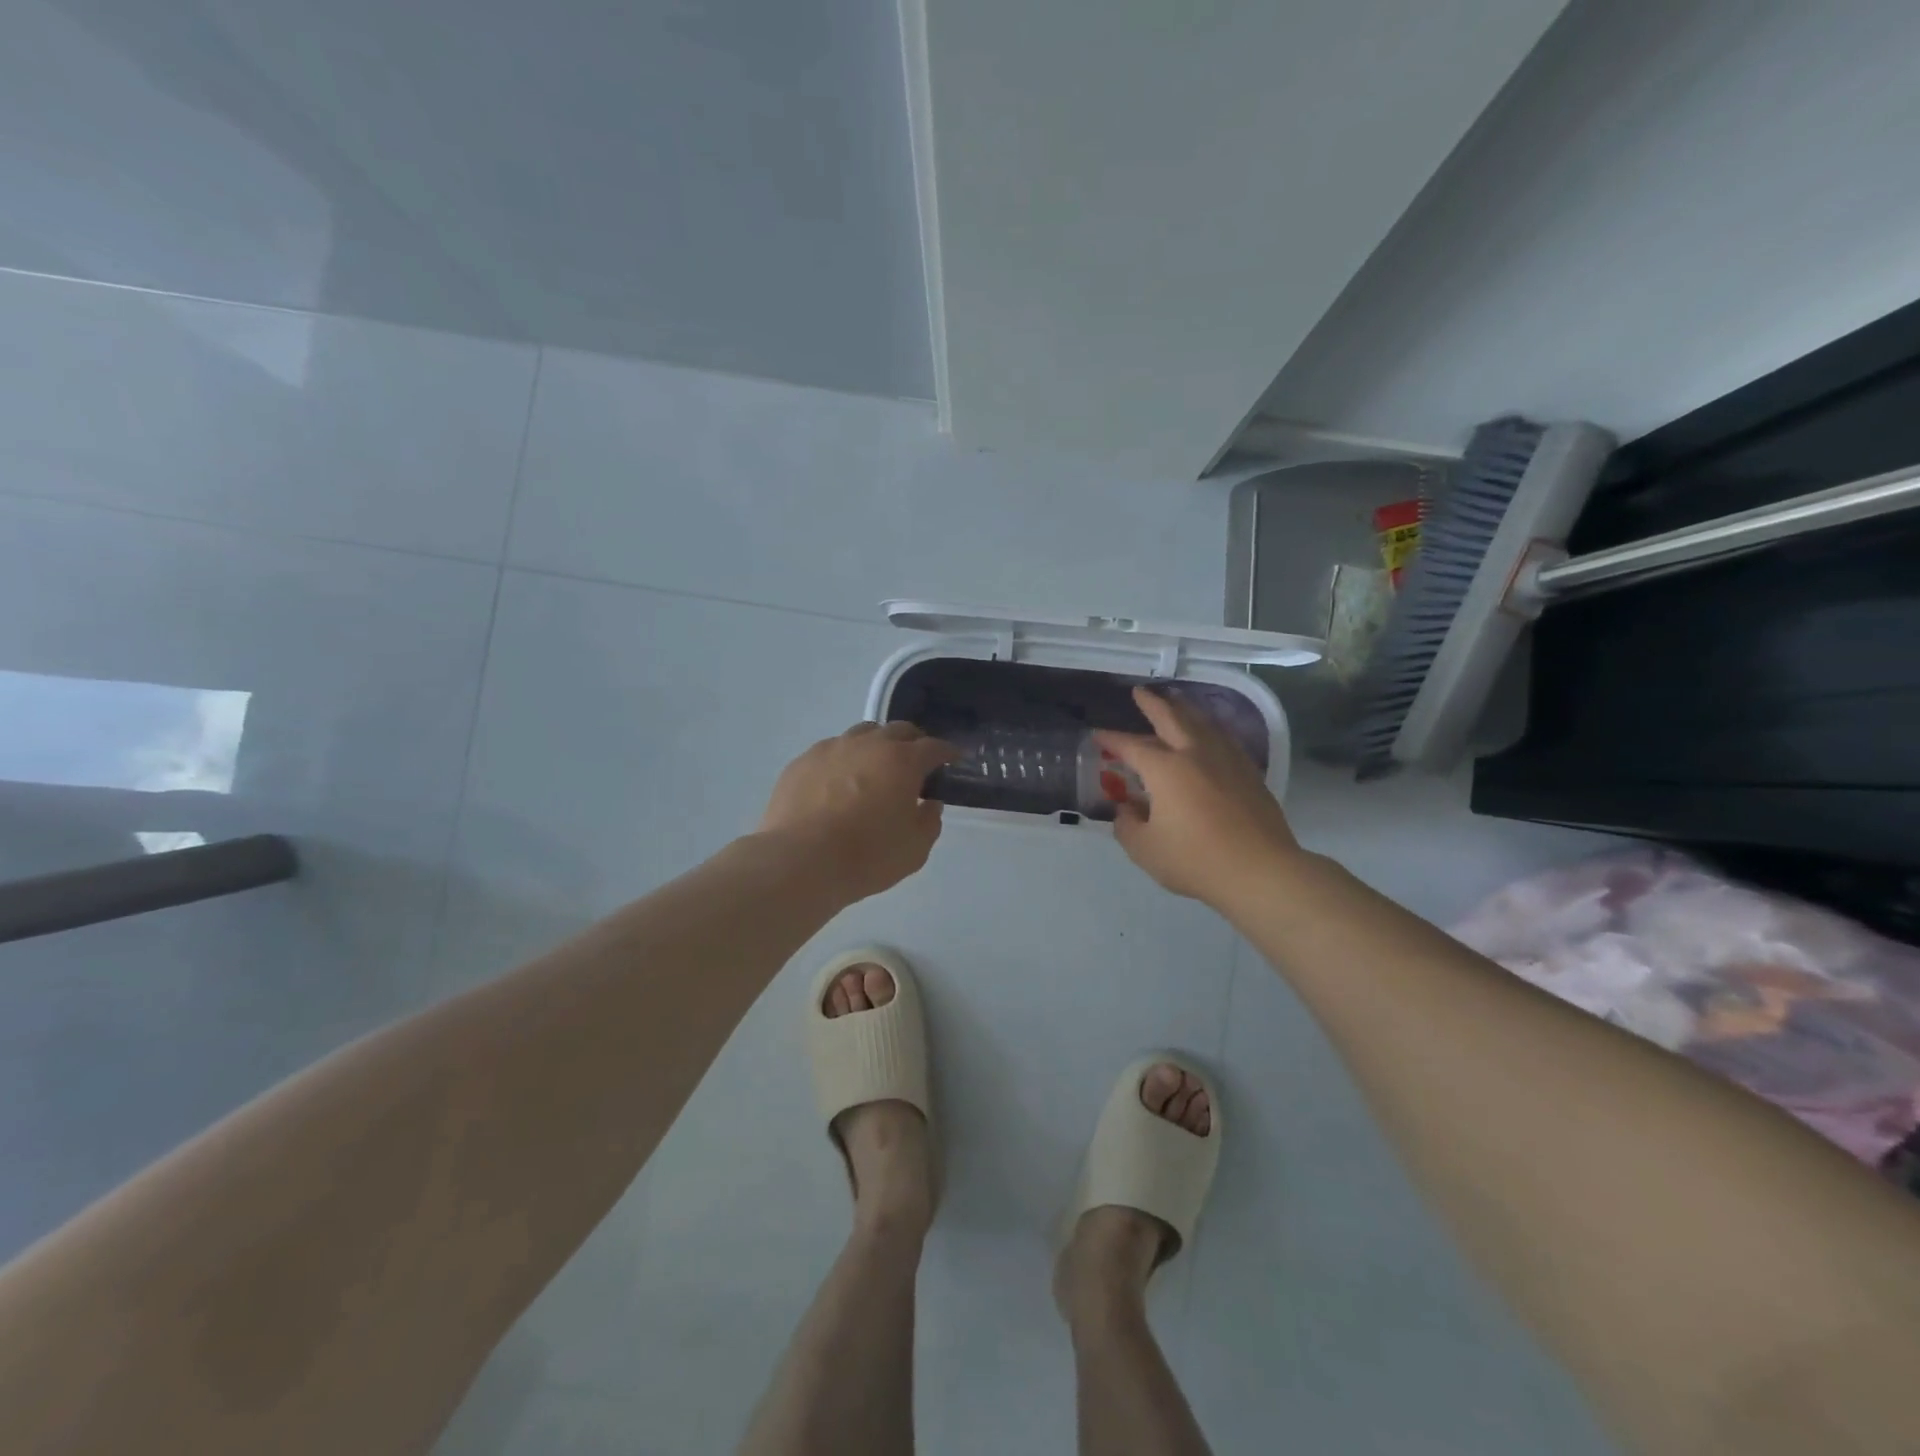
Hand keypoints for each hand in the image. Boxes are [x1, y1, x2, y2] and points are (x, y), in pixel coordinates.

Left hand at [759, 721, 957, 901]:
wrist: (800, 861)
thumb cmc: (867, 856)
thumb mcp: (914, 849)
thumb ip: (929, 821)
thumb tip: (930, 804)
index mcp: (902, 761)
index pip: (934, 747)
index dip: (947, 752)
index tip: (953, 759)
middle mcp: (868, 745)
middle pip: (898, 730)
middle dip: (913, 742)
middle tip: (916, 763)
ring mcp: (832, 749)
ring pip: (862, 734)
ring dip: (876, 746)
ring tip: (875, 768)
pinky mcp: (802, 761)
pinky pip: (831, 751)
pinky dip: (844, 760)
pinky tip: (838, 782)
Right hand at [1096, 686, 1302, 905]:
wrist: (1261, 871)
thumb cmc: (1196, 860)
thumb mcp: (1145, 849)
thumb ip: (1127, 826)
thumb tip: (1126, 809)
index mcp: (1166, 769)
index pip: (1132, 746)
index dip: (1112, 739)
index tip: (1097, 734)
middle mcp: (1195, 754)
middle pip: (1172, 718)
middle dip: (1153, 703)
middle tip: (1140, 692)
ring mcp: (1227, 760)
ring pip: (1202, 723)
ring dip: (1184, 709)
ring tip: (1175, 702)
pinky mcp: (1249, 773)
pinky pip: (1223, 738)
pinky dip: (1208, 728)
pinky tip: (1208, 734)